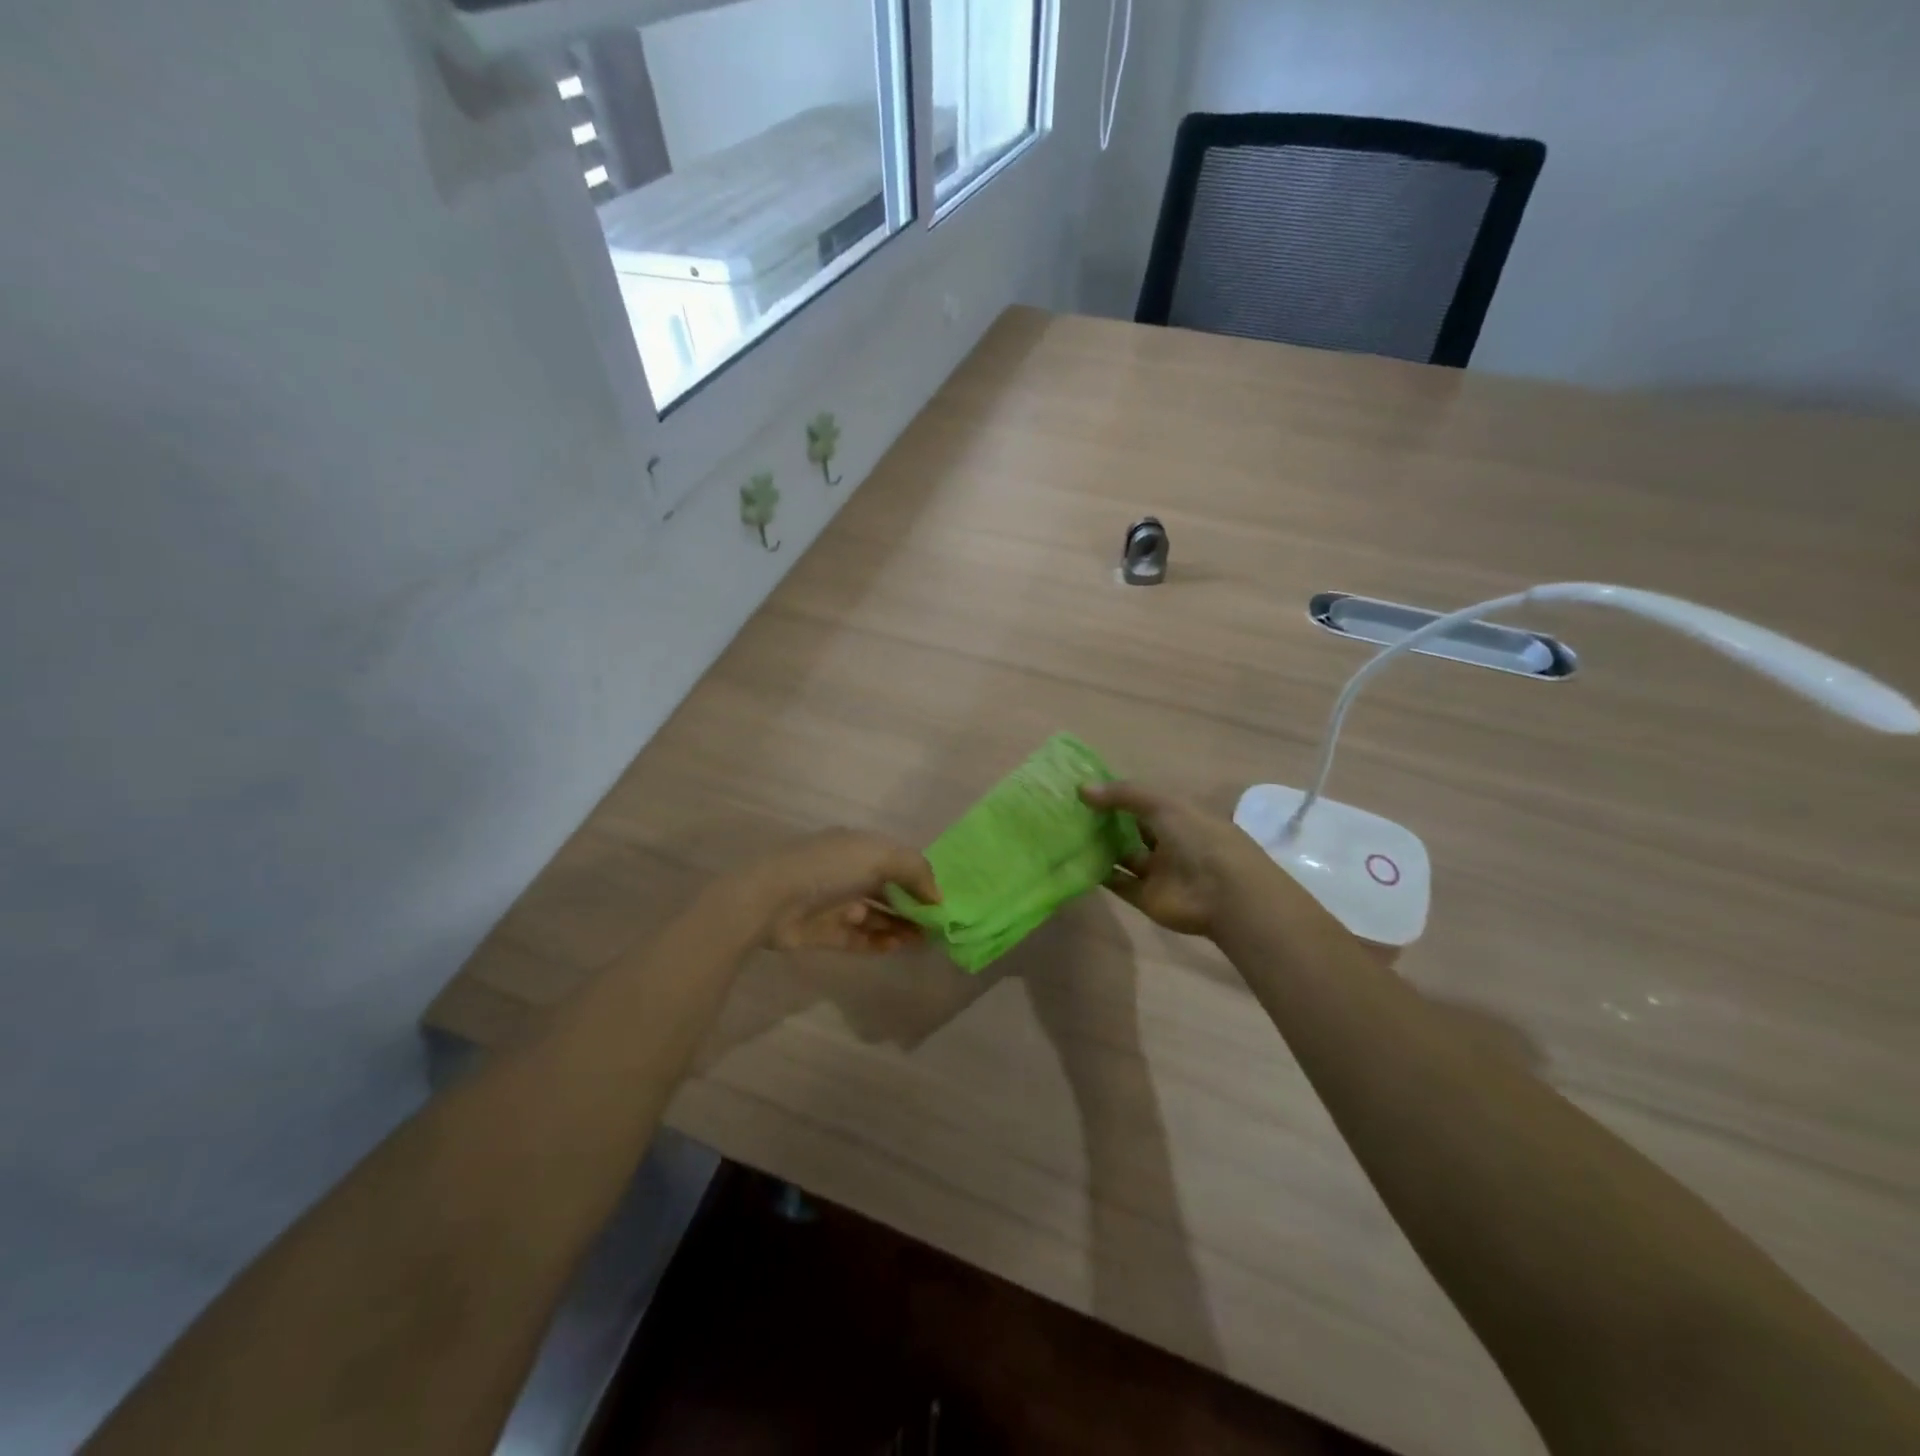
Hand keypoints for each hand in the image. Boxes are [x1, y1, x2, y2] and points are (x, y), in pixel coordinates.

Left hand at [745, 829, 940, 954]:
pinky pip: (857, 938)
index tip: (941, 901)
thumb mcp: (880, 856)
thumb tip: (937, 896)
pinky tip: (896, 946)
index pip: (897, 861)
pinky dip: (877, 942)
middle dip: (912, 906)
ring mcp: (834, 903)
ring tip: (921, 940)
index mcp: (857, 847)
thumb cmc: (829, 869)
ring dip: (899, 926)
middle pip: (888, 890)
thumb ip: (915, 871)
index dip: (920, 879)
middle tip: (936, 926)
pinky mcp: (823, 932)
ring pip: (875, 916)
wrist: (770, 900)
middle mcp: (847, 873)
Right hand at [1079, 781, 1269, 937]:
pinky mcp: (1146, 897)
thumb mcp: (1162, 804)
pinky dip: (1101, 875)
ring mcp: (1158, 871)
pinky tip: (1076, 861)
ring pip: (1124, 856)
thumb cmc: (1198, 838)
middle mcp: (1169, 842)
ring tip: (1068, 834)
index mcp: (1180, 816)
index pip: (1145, 802)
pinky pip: (1119, 883)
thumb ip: (1123, 795)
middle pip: (1132, 829)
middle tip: (1070, 811)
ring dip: (1101, 847)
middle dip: (1106, 821)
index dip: (1118, 795)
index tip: (1087, 789)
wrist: (1223, 893)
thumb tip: (1081, 789)